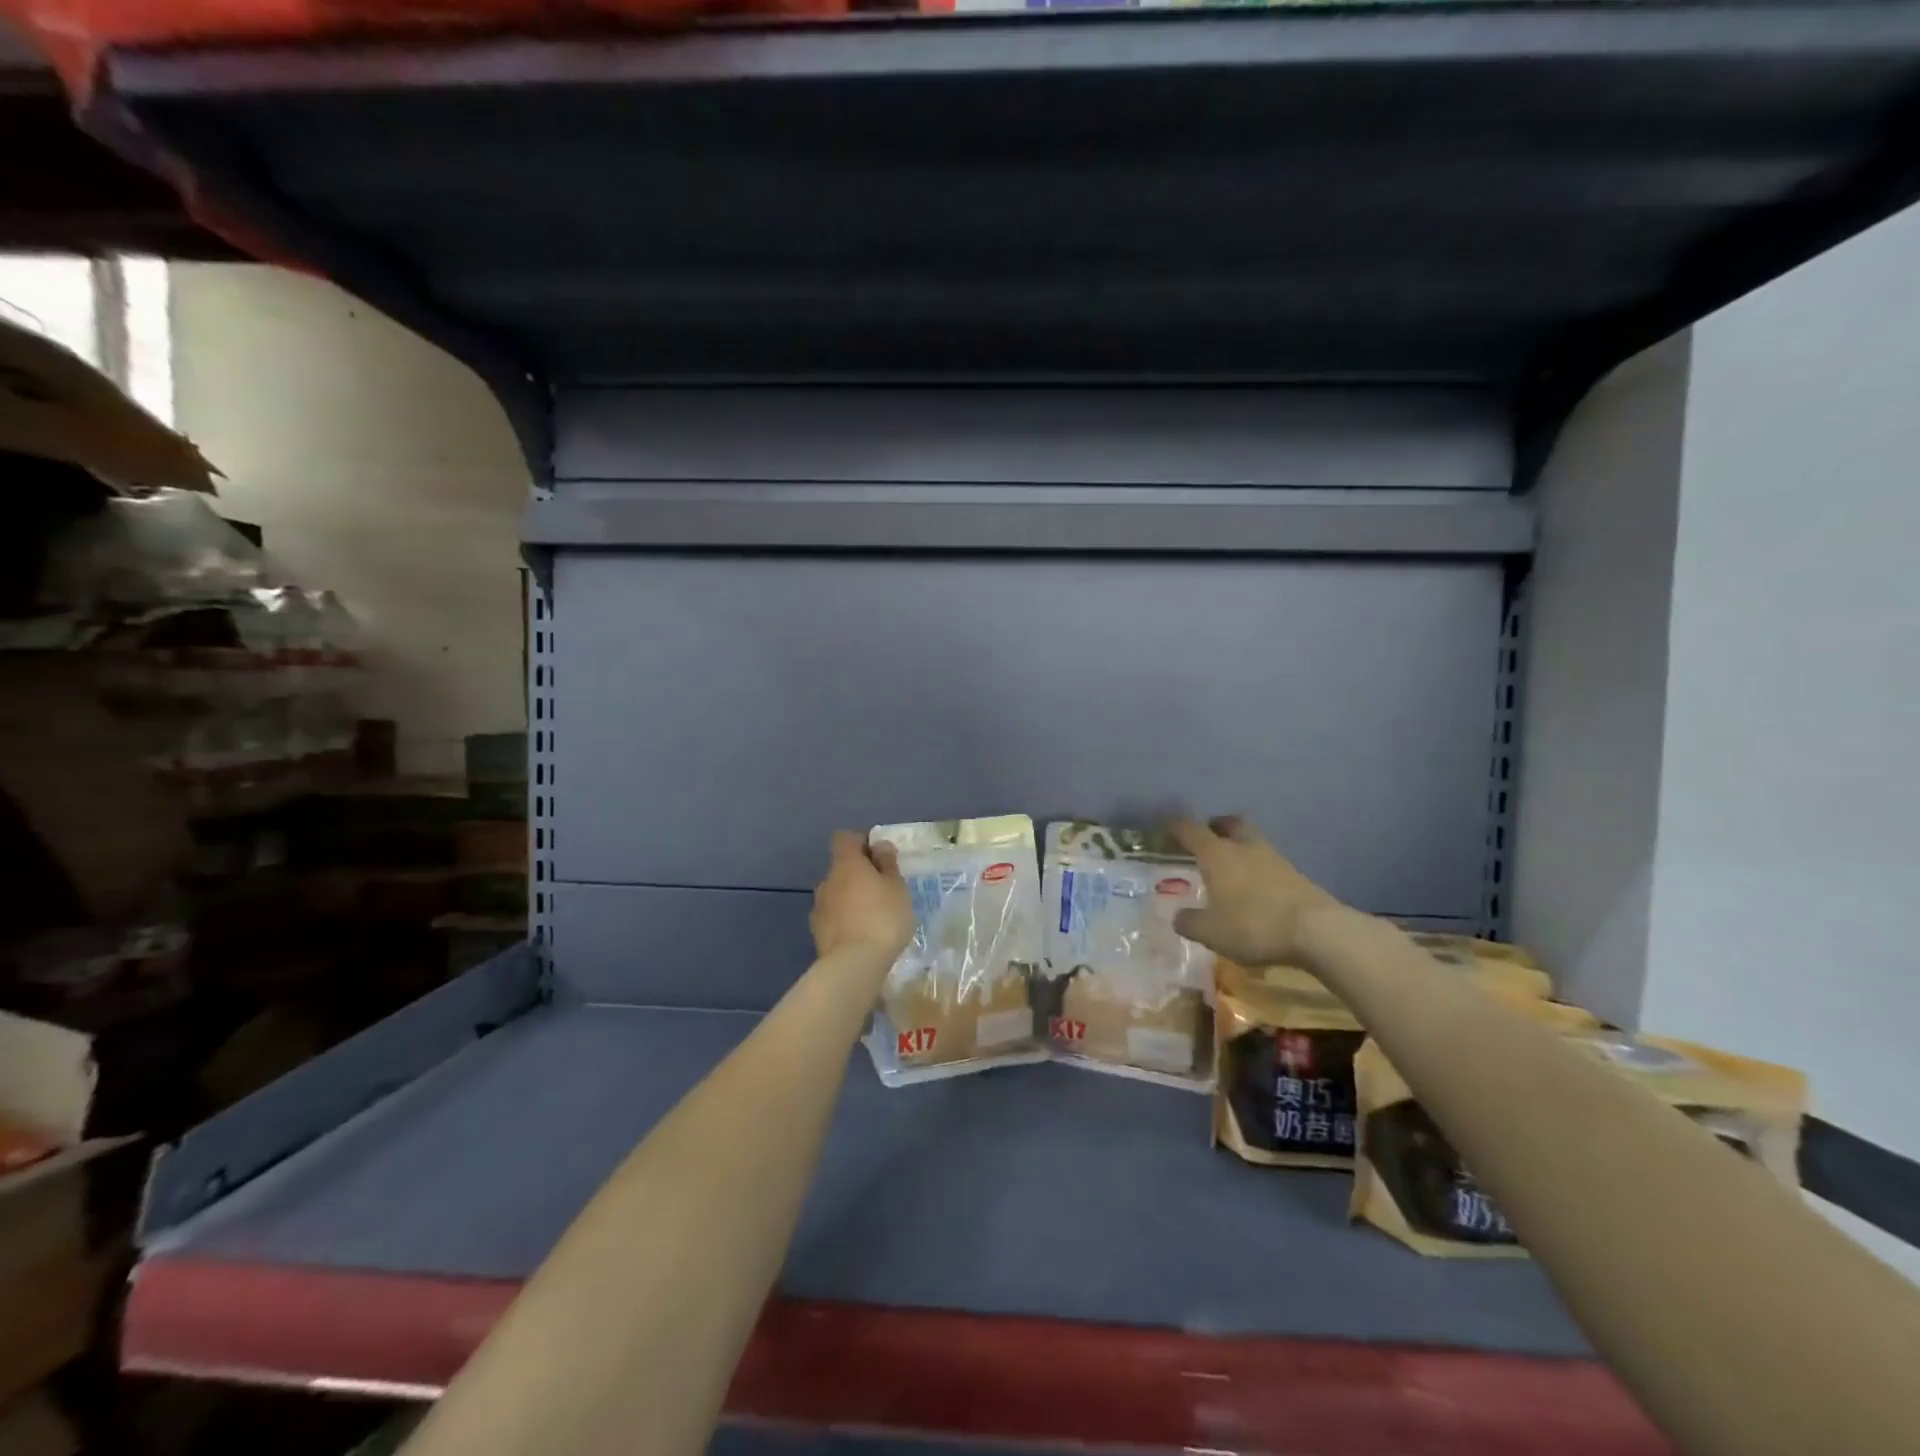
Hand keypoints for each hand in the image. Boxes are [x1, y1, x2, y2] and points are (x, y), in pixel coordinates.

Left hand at [810, 830, 914, 961]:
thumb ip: (887, 864)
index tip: (880, 858)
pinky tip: (862, 936)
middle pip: (841, 868)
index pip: (845, 838)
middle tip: (883, 891)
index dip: (861, 843)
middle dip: (859, 875)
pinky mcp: (817, 933)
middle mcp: (827, 881)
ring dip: (851, 899)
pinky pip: (834, 917)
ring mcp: (819, 908)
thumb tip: (879, 845)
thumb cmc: (883, 918)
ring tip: (873, 918)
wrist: (854, 965)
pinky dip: (845, 920)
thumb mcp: (897, 887)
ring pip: (837, 894)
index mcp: (845, 864)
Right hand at [1168, 815, 1339, 967]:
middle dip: (1217, 826)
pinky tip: (1255, 890)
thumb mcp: (1211, 932)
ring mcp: (1275, 860)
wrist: (1316, 931)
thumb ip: (1190, 922)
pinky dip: (1258, 870)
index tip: (1166, 826)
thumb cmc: (1253, 925)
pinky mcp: (1297, 877)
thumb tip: (1179, 917)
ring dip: (1240, 849)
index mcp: (1217, 855)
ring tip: (1230, 868)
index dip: (1176, 826)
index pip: (1191, 830)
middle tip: (1207, 836)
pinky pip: (1270, 865)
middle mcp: (1245, 848)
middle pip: (1231, 824)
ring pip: (1252, 843)